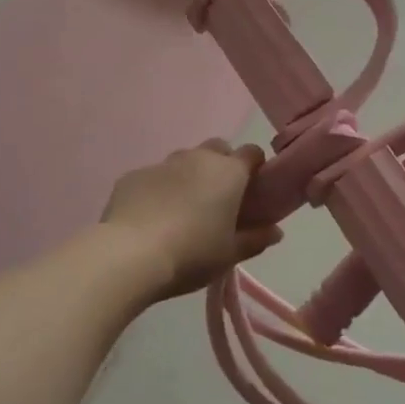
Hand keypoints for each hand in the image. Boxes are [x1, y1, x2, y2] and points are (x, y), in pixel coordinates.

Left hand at [101, 140, 281, 301]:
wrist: (128, 254)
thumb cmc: (191, 254)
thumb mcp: (230, 254)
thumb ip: (256, 239)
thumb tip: (276, 231)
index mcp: (228, 172)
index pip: (252, 152)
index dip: (255, 167)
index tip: (253, 190)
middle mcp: (197, 158)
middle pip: (217, 149)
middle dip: (222, 166)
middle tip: (218, 199)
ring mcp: (162, 163)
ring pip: (184, 161)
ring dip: (189, 176)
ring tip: (183, 209)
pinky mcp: (133, 175)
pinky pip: (154, 176)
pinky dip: (159, 189)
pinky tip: (151, 217)